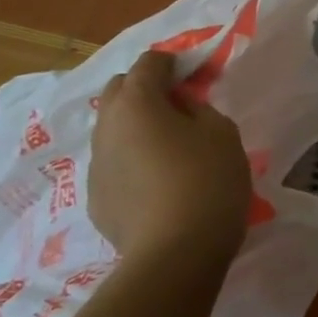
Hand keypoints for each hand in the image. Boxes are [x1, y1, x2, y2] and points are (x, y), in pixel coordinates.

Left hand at [88, 50, 252, 258]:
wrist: (175, 254)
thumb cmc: (207, 181)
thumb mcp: (222, 133)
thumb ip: (200, 109)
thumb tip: (180, 108)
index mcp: (137, 102)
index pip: (148, 63)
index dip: (173, 62)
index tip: (194, 74)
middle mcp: (106, 126)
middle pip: (119, 91)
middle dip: (145, 89)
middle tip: (179, 107)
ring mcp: (96, 164)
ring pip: (112, 129)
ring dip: (136, 127)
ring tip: (169, 148)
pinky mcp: (95, 198)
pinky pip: (114, 164)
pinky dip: (132, 161)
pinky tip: (158, 183)